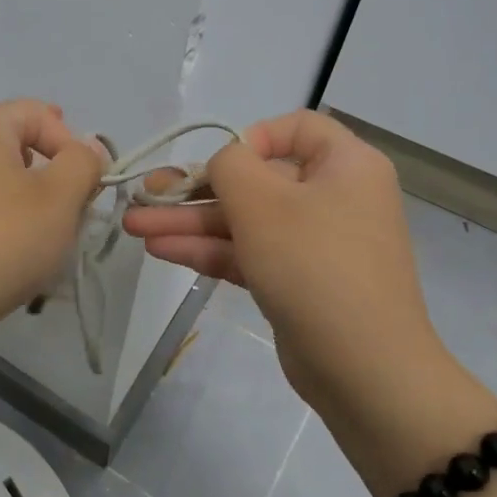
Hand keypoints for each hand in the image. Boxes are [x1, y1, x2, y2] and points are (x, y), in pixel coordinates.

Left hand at [0, 100, 104, 344]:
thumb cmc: (2, 238)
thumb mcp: (60, 196)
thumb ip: (83, 163)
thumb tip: (86, 149)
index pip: (38, 112)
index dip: (72, 142)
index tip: (87, 184)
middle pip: (16, 146)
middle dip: (52, 175)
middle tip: (71, 210)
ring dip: (30, 204)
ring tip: (46, 239)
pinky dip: (2, 225)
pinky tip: (13, 257)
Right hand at [123, 111, 451, 425]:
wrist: (362, 367)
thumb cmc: (314, 264)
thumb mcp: (262, 201)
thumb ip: (229, 166)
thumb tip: (222, 166)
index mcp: (345, 165)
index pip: (297, 128)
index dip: (251, 137)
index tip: (220, 163)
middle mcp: (333, 198)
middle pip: (256, 181)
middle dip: (195, 190)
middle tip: (144, 195)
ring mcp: (314, 245)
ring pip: (245, 222)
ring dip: (190, 222)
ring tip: (134, 227)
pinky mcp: (296, 283)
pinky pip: (249, 253)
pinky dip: (209, 250)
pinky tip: (160, 250)